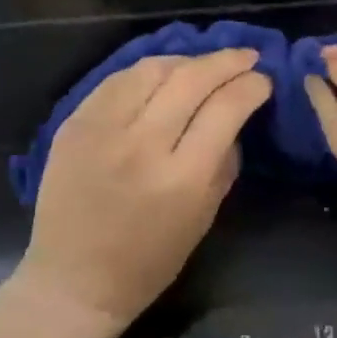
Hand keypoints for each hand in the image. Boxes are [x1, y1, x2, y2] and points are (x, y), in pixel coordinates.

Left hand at [16, 50, 270, 337]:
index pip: (226, 109)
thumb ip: (224, 164)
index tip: (263, 80)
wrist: (73, 280)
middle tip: (246, 56)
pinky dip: (146, 72)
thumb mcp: (203, 219)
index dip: (251, 87)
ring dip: (186, 60)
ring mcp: (102, 130)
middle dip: (226, 61)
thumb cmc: (148, 262)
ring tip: (203, 65)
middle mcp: (141, 145)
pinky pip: (116, 80)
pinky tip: (162, 74)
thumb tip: (235, 120)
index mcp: (182, 178)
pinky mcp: (73, 124)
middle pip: (191, 79)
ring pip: (152, 69)